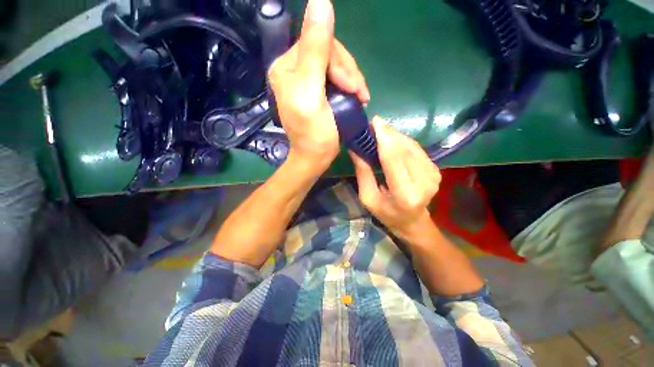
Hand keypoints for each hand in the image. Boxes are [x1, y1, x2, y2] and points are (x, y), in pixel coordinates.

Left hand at [268, 0, 369, 171]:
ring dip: (353, 79)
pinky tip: (357, 96)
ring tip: (361, 97)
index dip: (340, 62)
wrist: (315, 157)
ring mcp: (307, 80)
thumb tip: (320, 1)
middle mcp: (295, 69)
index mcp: (287, 66)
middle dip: (348, 72)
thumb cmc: (313, 133)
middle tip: (360, 93)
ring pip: (336, 64)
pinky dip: (351, 85)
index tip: (353, 87)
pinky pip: (338, 77)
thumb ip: (315, 49)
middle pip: (329, 52)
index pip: (318, 43)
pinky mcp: (319, 90)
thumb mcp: (311, 92)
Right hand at [351, 117, 440, 238]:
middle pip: (404, 149)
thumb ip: (363, 172)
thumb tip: (355, 148)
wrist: (413, 222)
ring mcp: (433, 175)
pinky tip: (392, 139)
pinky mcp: (435, 169)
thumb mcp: (368, 197)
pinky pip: (417, 149)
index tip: (374, 122)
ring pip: (412, 146)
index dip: (384, 138)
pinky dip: (403, 141)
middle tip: (374, 123)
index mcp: (404, 194)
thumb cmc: (387, 213)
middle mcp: (423, 182)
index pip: (393, 160)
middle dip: (388, 133)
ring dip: (395, 135)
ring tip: (380, 130)